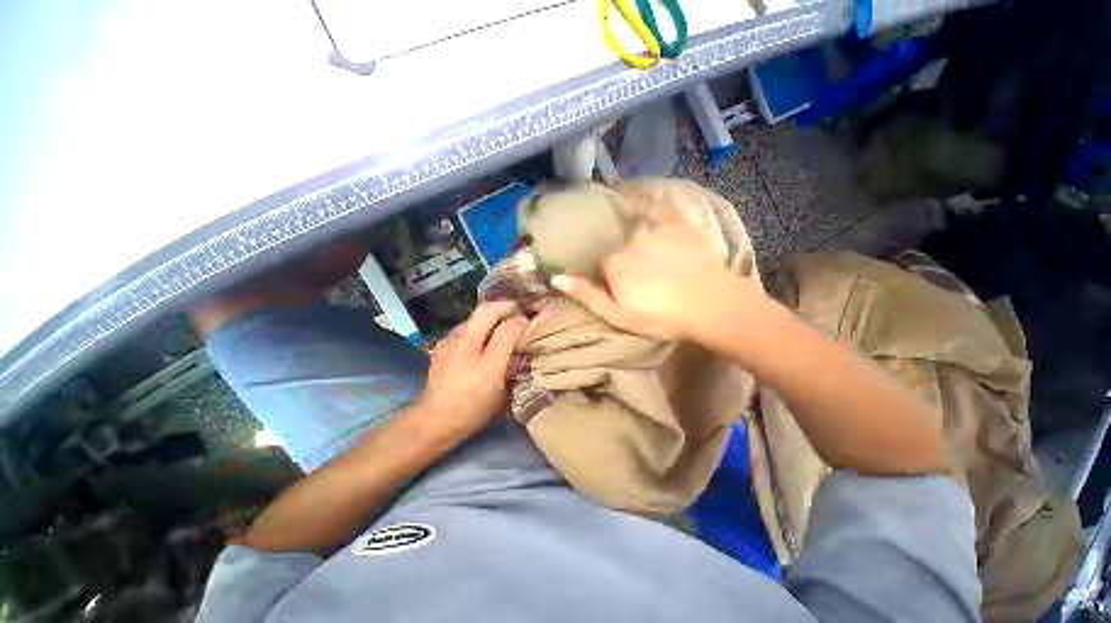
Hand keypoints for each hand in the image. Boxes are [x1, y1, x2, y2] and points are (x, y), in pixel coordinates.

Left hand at [416, 301, 527, 440]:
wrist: (434, 423)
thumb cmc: (471, 402)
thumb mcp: (494, 373)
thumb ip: (506, 342)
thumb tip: (520, 321)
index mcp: (470, 339)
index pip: (495, 311)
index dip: (514, 313)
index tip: (529, 320)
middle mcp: (457, 335)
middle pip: (482, 311)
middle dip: (503, 310)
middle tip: (520, 320)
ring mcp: (447, 343)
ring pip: (474, 322)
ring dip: (492, 321)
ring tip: (505, 333)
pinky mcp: (443, 353)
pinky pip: (466, 333)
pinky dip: (480, 332)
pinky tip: (484, 347)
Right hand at [551, 208, 757, 341]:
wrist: (711, 305)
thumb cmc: (661, 316)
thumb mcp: (618, 316)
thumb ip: (587, 295)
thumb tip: (556, 276)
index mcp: (614, 264)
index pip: (600, 263)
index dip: (605, 274)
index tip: (613, 282)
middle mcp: (629, 241)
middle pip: (615, 244)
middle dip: (618, 253)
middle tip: (628, 263)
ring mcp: (653, 229)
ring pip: (630, 222)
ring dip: (620, 216)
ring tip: (613, 211)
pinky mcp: (676, 224)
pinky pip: (656, 203)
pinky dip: (643, 194)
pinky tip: (634, 187)